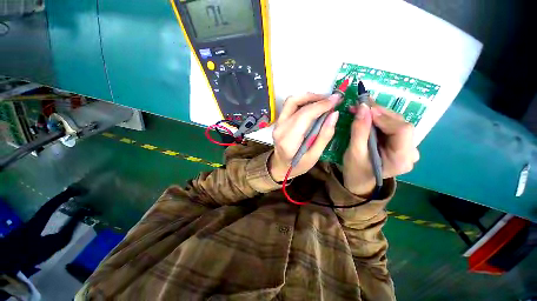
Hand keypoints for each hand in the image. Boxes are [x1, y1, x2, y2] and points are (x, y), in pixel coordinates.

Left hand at [269, 93, 340, 181]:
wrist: (280, 166)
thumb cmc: (297, 165)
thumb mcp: (314, 156)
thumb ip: (324, 136)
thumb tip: (334, 114)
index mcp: (289, 141)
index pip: (304, 115)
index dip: (321, 105)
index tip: (337, 99)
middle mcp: (280, 129)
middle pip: (295, 103)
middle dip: (316, 98)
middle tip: (331, 100)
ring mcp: (277, 124)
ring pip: (291, 101)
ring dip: (308, 97)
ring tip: (323, 101)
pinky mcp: (278, 122)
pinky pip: (290, 105)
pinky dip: (303, 101)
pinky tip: (313, 106)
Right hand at [343, 103, 419, 195]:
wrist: (359, 181)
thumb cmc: (356, 170)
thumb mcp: (354, 152)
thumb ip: (359, 131)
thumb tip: (362, 107)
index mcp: (402, 159)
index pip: (402, 130)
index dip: (385, 117)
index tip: (365, 109)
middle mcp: (411, 152)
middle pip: (400, 124)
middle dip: (379, 113)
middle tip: (360, 105)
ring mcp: (408, 147)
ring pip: (397, 123)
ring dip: (378, 114)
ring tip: (361, 109)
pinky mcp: (401, 144)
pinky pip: (392, 126)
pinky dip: (379, 119)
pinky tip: (368, 116)